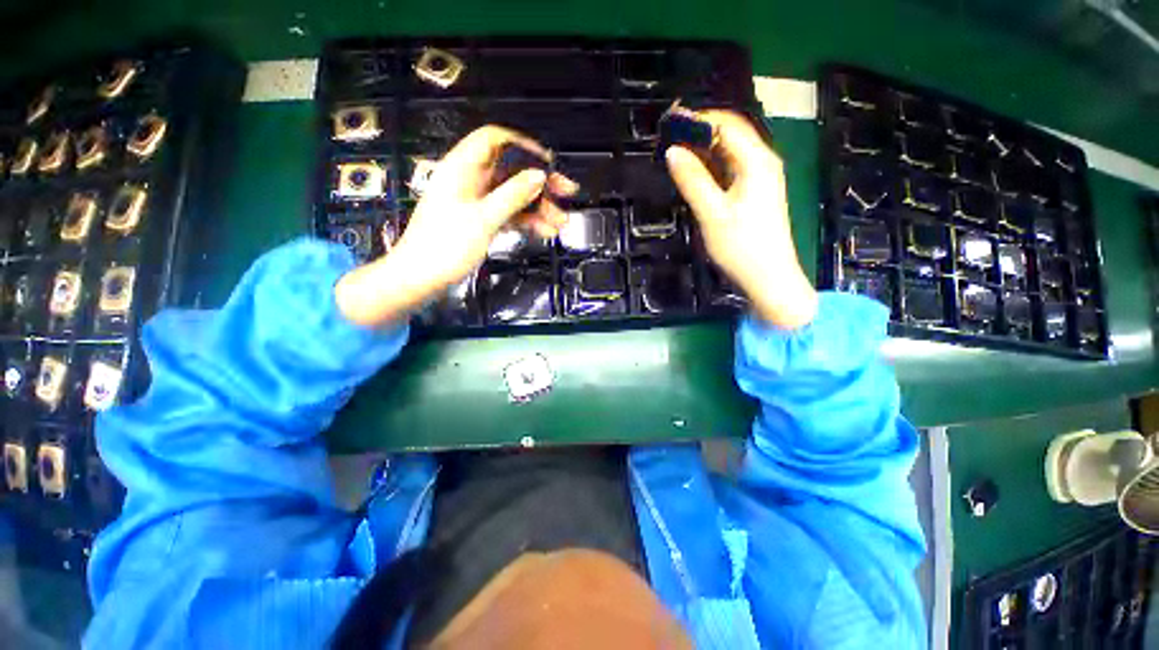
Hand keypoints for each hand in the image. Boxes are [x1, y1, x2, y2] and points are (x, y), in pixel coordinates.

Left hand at [336, 126, 575, 327]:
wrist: (421, 278)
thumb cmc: (443, 247)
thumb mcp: (482, 219)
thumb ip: (512, 196)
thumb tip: (537, 176)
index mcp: (462, 169)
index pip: (494, 141)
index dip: (523, 147)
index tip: (547, 162)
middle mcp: (470, 181)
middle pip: (510, 171)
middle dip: (539, 182)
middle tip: (565, 192)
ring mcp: (476, 202)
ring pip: (513, 196)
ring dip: (537, 207)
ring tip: (560, 221)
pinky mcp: (480, 220)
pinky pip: (509, 214)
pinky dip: (526, 221)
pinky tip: (544, 231)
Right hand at [665, 110, 816, 328]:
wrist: (768, 277)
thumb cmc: (742, 247)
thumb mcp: (712, 214)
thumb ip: (692, 181)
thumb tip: (672, 151)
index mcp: (757, 161)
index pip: (727, 124)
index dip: (698, 119)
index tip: (669, 122)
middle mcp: (762, 162)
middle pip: (730, 134)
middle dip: (700, 131)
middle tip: (668, 137)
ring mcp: (760, 178)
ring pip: (729, 152)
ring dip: (703, 149)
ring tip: (675, 152)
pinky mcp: (754, 193)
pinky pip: (730, 169)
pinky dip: (710, 166)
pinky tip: (694, 172)